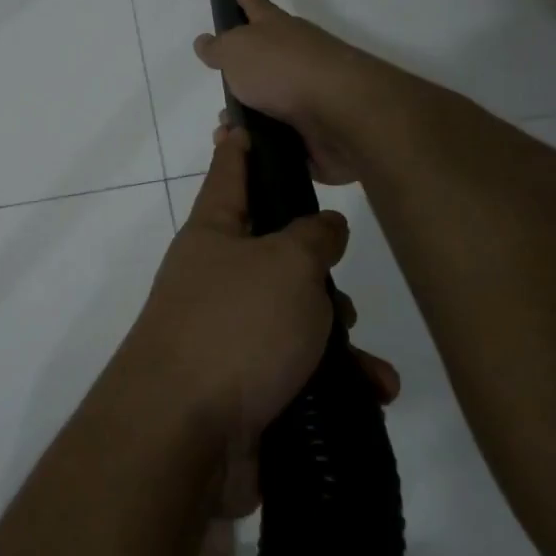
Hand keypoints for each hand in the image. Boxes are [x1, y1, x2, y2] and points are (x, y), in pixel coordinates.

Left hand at [114, 126, 398, 515]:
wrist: (185, 435)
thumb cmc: (234, 327)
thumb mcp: (286, 265)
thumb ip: (313, 237)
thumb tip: (323, 227)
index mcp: (213, 234)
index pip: (228, 173)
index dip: (238, 146)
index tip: (238, 120)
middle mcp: (215, 278)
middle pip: (276, 254)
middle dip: (317, 272)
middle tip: (336, 290)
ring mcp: (227, 334)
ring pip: (296, 317)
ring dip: (337, 337)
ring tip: (361, 361)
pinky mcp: (246, 387)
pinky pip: (300, 371)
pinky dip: (335, 381)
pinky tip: (370, 395)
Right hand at [193, 0, 391, 184]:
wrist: (340, 114)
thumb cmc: (283, 70)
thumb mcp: (237, 50)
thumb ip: (218, 48)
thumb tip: (204, 41)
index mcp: (278, 29)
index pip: (257, 7)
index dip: (246, 0)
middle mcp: (296, 58)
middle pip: (263, 62)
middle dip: (241, 76)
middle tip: (220, 94)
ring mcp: (308, 96)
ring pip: (268, 106)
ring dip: (246, 119)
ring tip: (225, 133)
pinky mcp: (315, 132)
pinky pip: (279, 140)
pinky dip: (261, 146)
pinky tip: (244, 153)